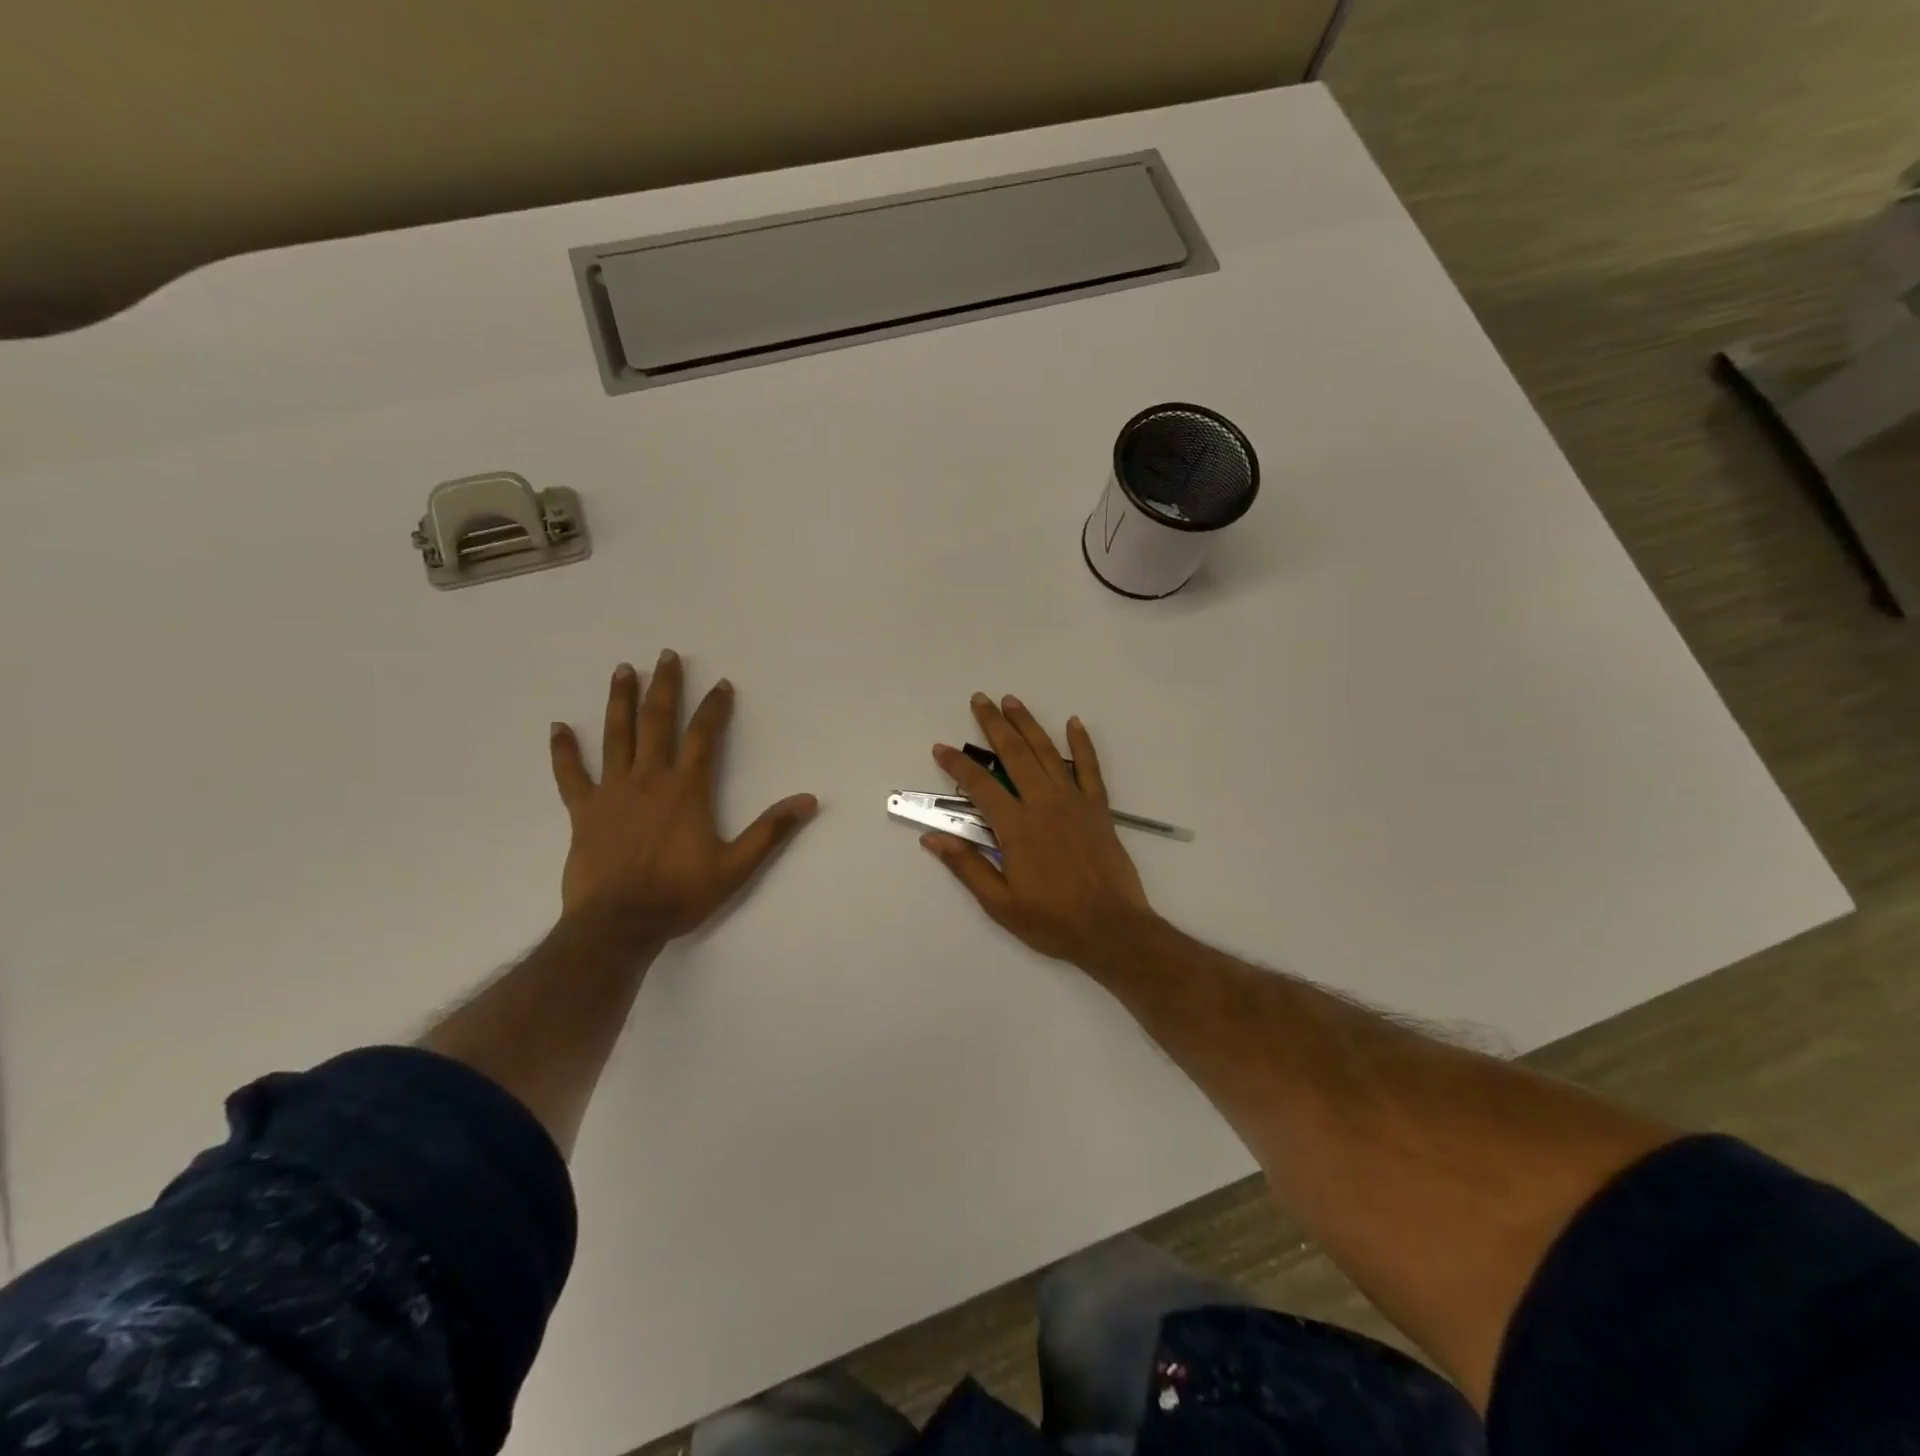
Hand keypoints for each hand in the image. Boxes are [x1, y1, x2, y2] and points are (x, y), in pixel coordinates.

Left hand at [549, 651, 818, 941]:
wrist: (619, 924)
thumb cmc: (680, 893)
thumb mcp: (736, 867)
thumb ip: (771, 831)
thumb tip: (808, 800)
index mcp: (686, 788)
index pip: (704, 735)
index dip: (714, 707)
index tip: (721, 684)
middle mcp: (649, 779)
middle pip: (657, 722)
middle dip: (664, 686)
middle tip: (665, 655)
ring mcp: (612, 792)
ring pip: (616, 736)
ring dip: (620, 700)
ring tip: (622, 669)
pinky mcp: (584, 811)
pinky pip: (570, 775)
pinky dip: (564, 750)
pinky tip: (558, 727)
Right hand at [924, 693, 1155, 970]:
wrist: (1112, 929)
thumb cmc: (1052, 921)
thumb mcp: (1000, 903)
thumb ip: (967, 866)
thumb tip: (931, 838)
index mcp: (1016, 828)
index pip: (979, 785)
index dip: (957, 764)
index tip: (941, 747)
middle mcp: (1044, 804)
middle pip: (1014, 754)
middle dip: (994, 724)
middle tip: (980, 699)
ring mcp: (1074, 802)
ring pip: (1047, 753)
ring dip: (1028, 724)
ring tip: (1012, 701)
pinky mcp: (1098, 808)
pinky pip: (1090, 768)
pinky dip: (1082, 743)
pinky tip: (1073, 722)